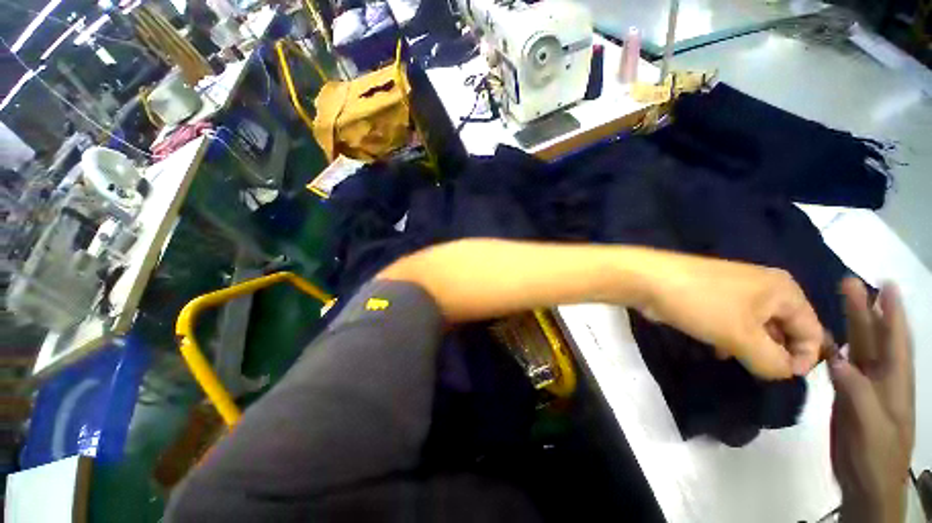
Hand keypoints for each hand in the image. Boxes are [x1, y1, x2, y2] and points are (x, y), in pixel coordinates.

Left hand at [637, 252, 822, 379]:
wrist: (648, 279)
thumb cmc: (701, 304)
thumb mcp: (743, 337)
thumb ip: (772, 362)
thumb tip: (786, 373)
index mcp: (785, 291)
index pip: (813, 332)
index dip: (804, 360)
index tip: (780, 378)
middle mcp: (767, 288)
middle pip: (786, 330)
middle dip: (774, 354)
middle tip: (755, 370)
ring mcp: (738, 290)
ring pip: (758, 328)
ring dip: (751, 348)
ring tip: (732, 358)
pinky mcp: (714, 296)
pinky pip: (735, 322)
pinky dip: (732, 338)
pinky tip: (717, 348)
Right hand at [830, 279, 913, 522]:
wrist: (865, 484)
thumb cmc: (875, 456)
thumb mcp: (870, 427)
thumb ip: (857, 392)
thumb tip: (837, 358)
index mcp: (895, 383)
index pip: (896, 341)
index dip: (892, 313)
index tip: (886, 284)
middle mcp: (881, 379)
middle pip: (874, 338)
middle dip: (866, 310)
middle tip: (851, 283)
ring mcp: (863, 387)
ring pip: (858, 348)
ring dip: (851, 325)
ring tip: (841, 302)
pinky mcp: (846, 396)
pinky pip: (840, 365)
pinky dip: (833, 348)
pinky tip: (824, 338)